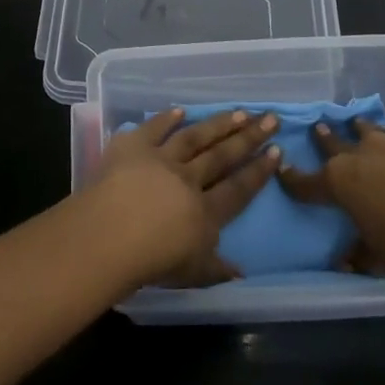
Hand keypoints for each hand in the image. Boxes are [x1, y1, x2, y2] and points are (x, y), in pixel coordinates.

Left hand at [87, 108, 281, 287]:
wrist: (108, 236)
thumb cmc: (150, 262)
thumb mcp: (191, 274)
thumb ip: (216, 270)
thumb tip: (241, 272)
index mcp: (205, 212)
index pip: (238, 188)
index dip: (258, 171)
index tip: (276, 150)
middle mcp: (188, 179)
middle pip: (222, 156)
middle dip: (248, 137)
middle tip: (270, 118)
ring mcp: (160, 159)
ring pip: (194, 137)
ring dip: (218, 124)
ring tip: (239, 111)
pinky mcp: (133, 146)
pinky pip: (154, 128)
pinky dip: (166, 118)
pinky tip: (181, 110)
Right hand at [277, 98, 384, 301]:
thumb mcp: (384, 260)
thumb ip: (362, 252)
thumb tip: (345, 260)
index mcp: (342, 184)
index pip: (308, 181)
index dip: (294, 179)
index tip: (284, 172)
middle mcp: (363, 154)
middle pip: (335, 142)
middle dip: (325, 138)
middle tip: (320, 129)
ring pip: (370, 126)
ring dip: (361, 127)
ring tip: (356, 124)